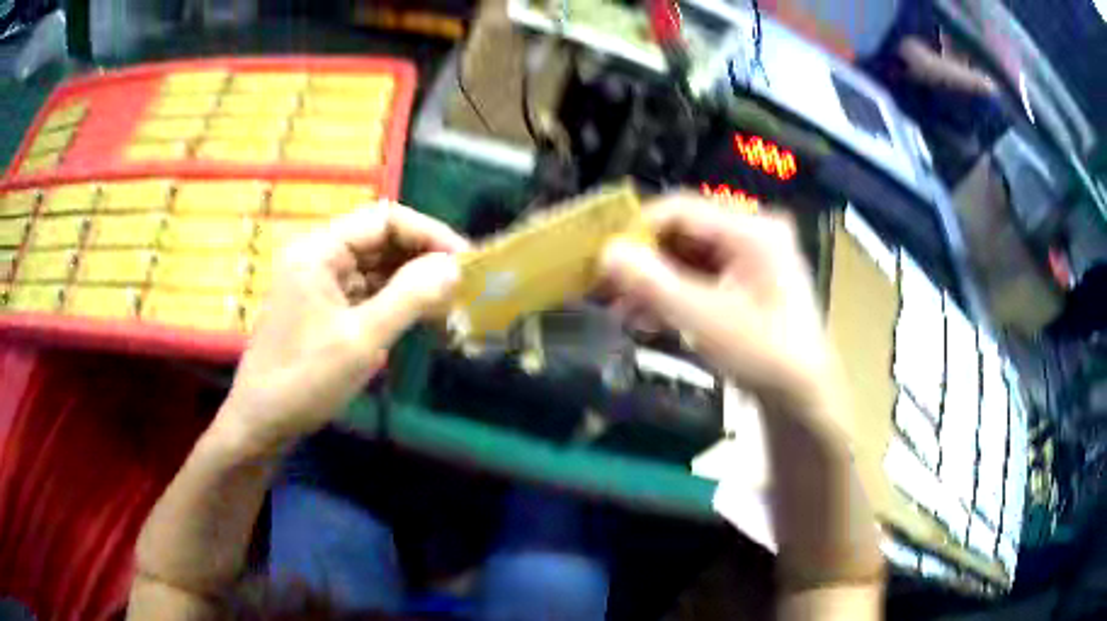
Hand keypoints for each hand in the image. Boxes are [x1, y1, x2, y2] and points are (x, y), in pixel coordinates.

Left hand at [218, 203, 467, 451]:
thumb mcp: (361, 340)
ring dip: (412, 279)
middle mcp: (319, 256)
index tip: (464, 261)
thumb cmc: (305, 380)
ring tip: (449, 301)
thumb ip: (409, 298)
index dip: (428, 233)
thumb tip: (455, 266)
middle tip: (462, 283)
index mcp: (319, 251)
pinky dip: (395, 300)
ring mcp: (320, 282)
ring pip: (376, 266)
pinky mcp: (324, 307)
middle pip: (380, 240)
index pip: (384, 219)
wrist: (263, 422)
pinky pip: (366, 291)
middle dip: (422, 257)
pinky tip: (420, 315)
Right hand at [601, 195, 835, 411]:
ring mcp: (751, 258)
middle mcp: (753, 234)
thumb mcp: (704, 319)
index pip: (681, 209)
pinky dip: (674, 294)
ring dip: (654, 282)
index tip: (601, 255)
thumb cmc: (762, 354)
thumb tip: (605, 252)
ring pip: (688, 257)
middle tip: (606, 287)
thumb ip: (652, 283)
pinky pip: (701, 276)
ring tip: (621, 309)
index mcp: (752, 231)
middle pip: (683, 233)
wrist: (803, 396)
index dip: (636, 229)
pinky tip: (648, 317)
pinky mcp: (746, 281)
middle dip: (643, 262)